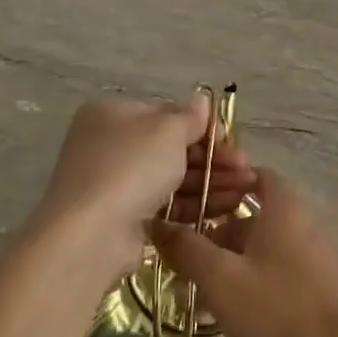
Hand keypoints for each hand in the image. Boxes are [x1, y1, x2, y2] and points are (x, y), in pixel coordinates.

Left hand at [31, 95, 254, 282]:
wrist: (91, 235)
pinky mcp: (124, 219)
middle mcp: (111, 146)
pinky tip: (226, 207)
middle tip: (247, 170)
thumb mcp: (167, 131)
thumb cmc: (130, 167)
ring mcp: (115, 184)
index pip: (167, 116)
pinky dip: (195, 205)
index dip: (203, 128)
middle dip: (214, 159)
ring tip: (246, 191)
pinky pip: (166, 206)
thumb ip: (190, 117)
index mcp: (114, 115)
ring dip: (212, 182)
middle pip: (172, 148)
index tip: (231, 142)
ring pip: (173, 178)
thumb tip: (201, 101)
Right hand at [149, 171, 337, 336]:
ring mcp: (312, 253)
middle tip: (179, 250)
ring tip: (193, 285)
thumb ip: (187, 249)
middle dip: (214, 227)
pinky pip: (275, 268)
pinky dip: (249, 277)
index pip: (248, 173)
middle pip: (251, 211)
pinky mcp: (317, 284)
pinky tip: (226, 308)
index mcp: (282, 204)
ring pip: (260, 244)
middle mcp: (300, 220)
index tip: (186, 199)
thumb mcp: (222, 279)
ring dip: (228, 258)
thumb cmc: (281, 308)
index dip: (217, 181)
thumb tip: (155, 223)